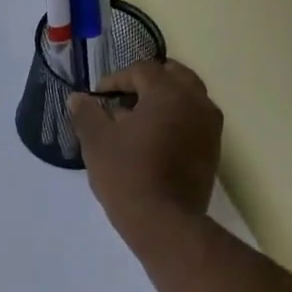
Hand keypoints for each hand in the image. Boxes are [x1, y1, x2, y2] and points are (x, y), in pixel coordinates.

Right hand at [69, 58, 222, 248]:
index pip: (142, 70)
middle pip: (173, 76)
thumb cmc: (126, 175)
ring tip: (136, 121)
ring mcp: (210, 126)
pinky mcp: (213, 149)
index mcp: (168, 93)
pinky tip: (152, 141)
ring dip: (162, 100)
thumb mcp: (96, 142)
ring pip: (187, 97)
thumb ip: (86, 113)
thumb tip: (78, 98)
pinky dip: (174, 120)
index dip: (116, 79)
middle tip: (122, 100)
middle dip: (146, 83)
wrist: (164, 221)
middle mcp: (196, 101)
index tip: (98, 97)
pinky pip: (193, 120)